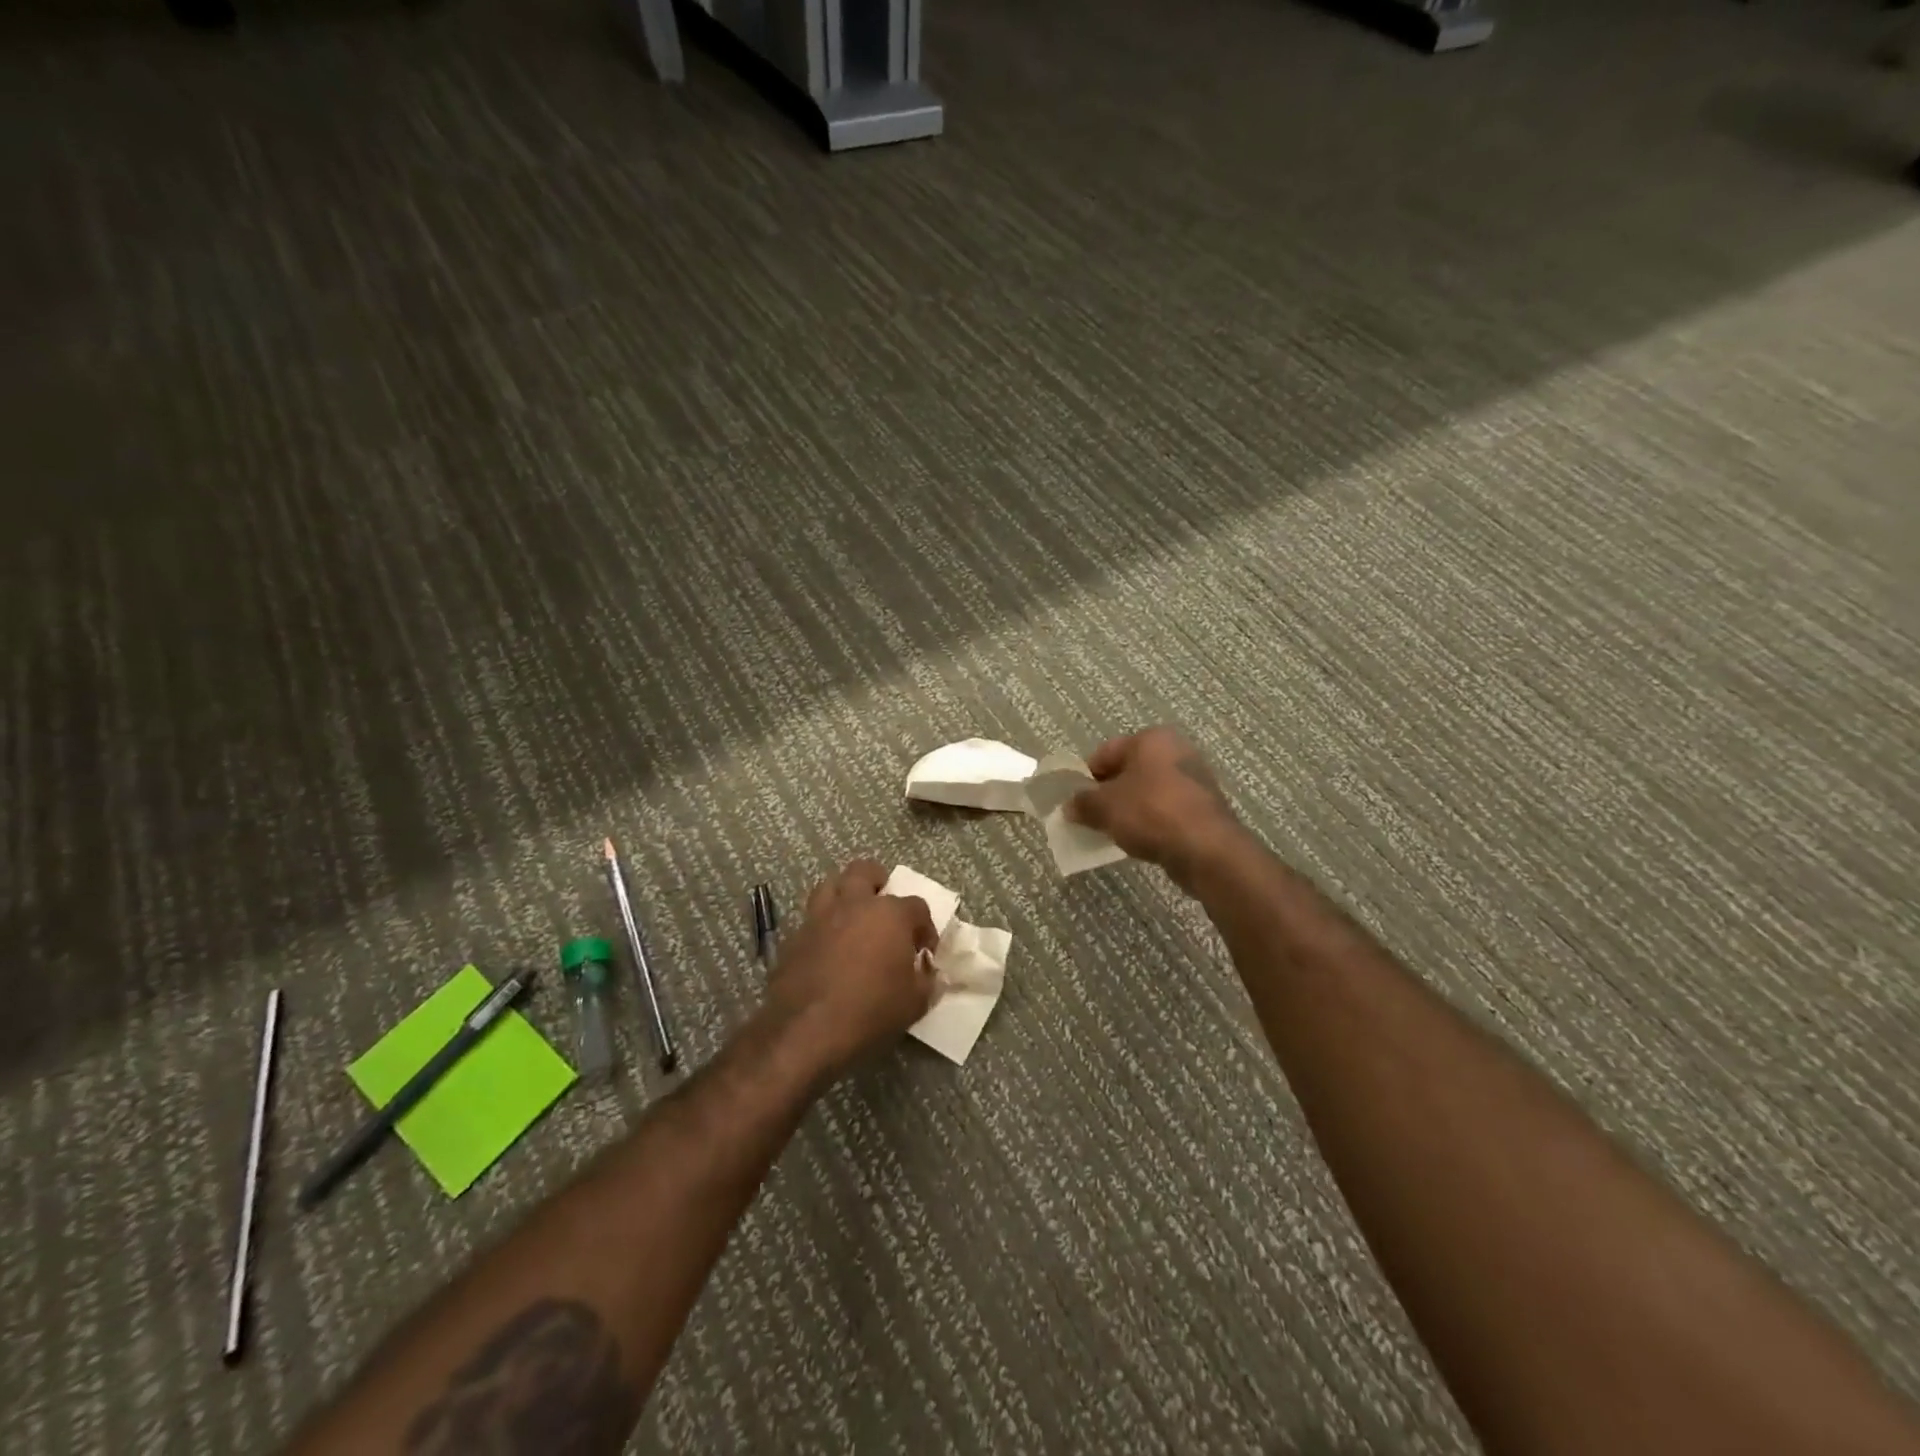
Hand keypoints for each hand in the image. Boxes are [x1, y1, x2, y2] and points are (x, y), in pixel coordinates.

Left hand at [766, 859, 938, 1077]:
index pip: (917, 906)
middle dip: (878, 882)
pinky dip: (822, 925)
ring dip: (844, 894)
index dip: (925, 927)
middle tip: (883, 908)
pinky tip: (827, 948)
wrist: (806, 1031)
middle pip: (865, 872)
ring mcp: (819, 917)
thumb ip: (926, 980)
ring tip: (852, 917)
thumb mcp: (914, 1003)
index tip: (924, 951)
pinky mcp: (794, 936)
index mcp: (889, 914)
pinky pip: (811, 918)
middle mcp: (854, 904)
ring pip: (830, 885)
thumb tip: (927, 971)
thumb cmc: (870, 1011)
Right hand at [1066, 728, 1247, 890]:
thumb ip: (1083, 803)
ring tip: (1116, 831)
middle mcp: (1176, 750)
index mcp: (1151, 739)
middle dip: (1109, 793)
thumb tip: (1070, 806)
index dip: (1086, 777)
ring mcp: (1195, 777)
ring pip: (1149, 790)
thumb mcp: (1105, 807)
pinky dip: (1152, 820)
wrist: (1207, 849)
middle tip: (1093, 817)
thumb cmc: (1151, 813)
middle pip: (1129, 770)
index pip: (1105, 752)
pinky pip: (1167, 808)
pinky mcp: (1205, 805)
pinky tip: (1143, 839)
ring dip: (1130, 808)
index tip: (1076, 801)